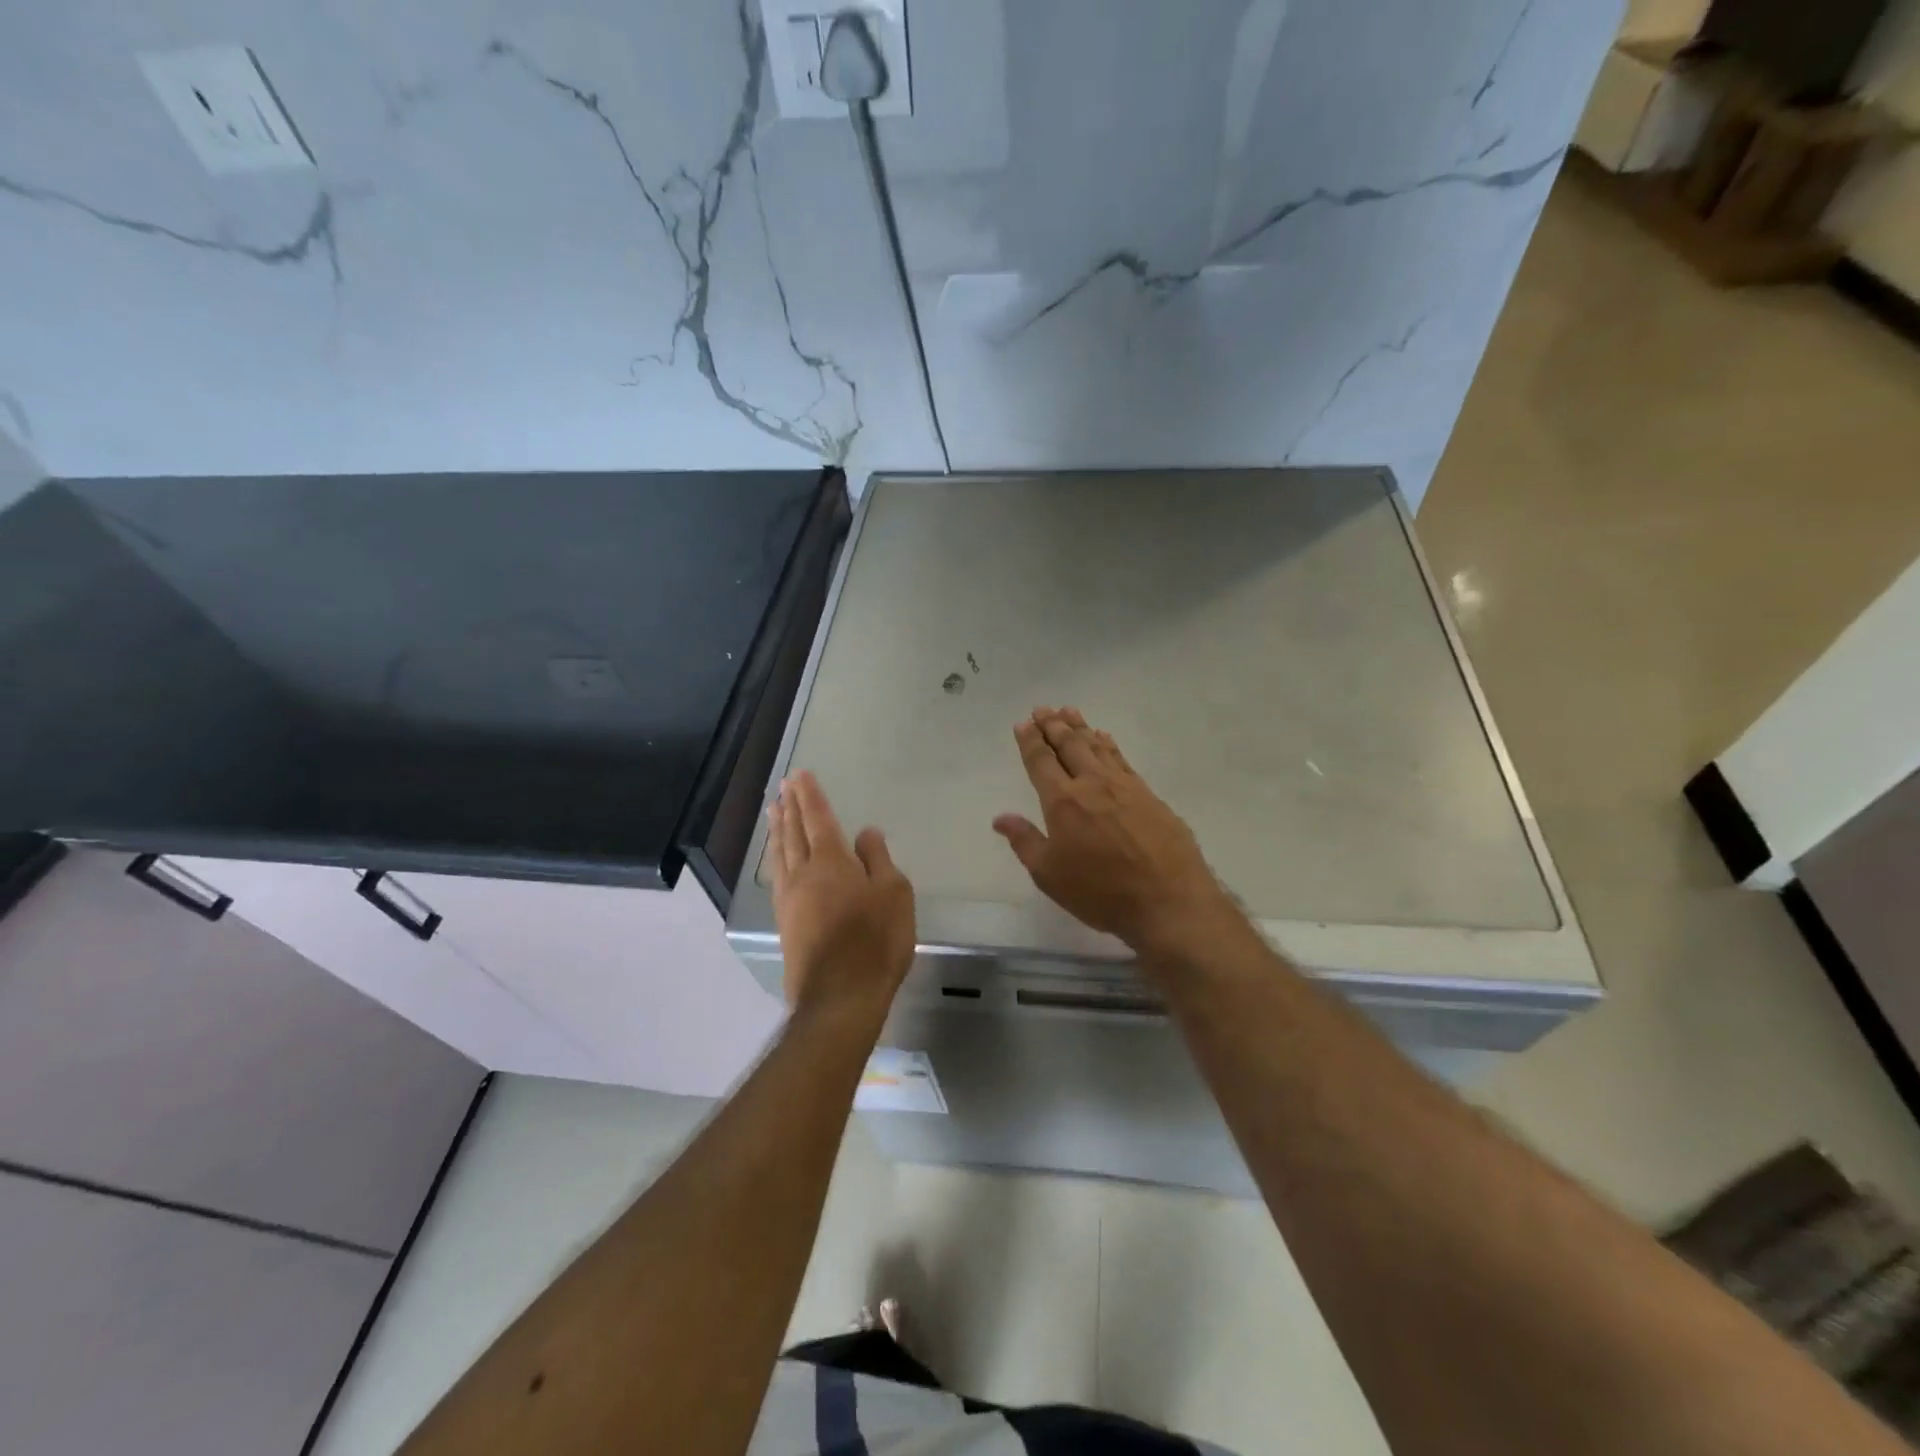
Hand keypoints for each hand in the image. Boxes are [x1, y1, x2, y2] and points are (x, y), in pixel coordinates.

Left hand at [768, 771, 915, 1028]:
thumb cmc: (875, 941)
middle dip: (791, 806)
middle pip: (795, 832)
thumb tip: (866, 833)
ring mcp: (790, 899)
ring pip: (780, 854)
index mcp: (832, 862)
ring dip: (778, 829)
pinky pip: (777, 876)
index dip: (810, 795)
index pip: (819, 819)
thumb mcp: (893, 895)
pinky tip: (777, 859)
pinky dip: (775, 857)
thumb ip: (878, 860)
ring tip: (773, 811)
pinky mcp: (785, 922)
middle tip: (784, 785)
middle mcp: (804, 873)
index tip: (800, 775)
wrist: (840, 996)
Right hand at [994, 708, 1235, 957]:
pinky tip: (1105, 737)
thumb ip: (1024, 841)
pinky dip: (1109, 744)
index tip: (1023, 723)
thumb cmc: (1100, 893)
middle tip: (1043, 709)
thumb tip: (1001, 817)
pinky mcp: (1149, 795)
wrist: (1168, 901)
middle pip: (1070, 745)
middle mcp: (1093, 784)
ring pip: (1097, 746)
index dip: (1030, 741)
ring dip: (1080, 727)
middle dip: (1053, 725)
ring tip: (1069, 711)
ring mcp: (1125, 786)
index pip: (1041, 761)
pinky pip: (1122, 759)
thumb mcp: (1050, 875)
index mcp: (1063, 801)